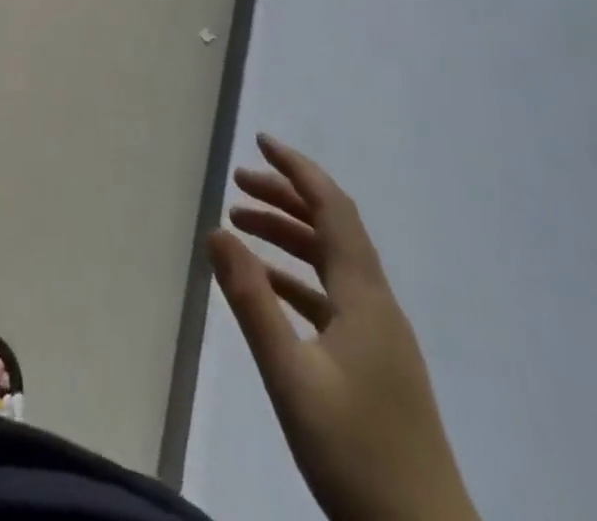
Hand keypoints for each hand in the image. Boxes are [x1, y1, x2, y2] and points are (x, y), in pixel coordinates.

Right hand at [208, 135, 477, 520]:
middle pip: (332, 230)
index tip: (261, 142)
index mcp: (365, 299)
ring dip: (288, 236)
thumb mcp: (290, 375)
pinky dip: (296, 277)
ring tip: (240, 225)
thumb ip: (251, 300)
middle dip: (286, 197)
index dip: (298, 170)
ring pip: (331, 264)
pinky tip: (267, 288)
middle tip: (238, 182)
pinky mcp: (376, 366)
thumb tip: (216, 229)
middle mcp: (377, 307)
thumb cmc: (357, 455)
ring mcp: (380, 339)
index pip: (333, 210)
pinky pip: (331, 298)